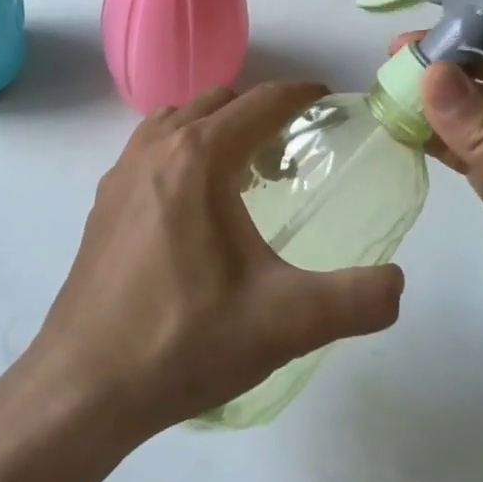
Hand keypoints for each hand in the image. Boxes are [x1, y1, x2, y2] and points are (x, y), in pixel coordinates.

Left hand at [31, 83, 404, 440]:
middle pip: (218, 101)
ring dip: (216, 127)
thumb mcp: (285, 323)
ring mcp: (121, 172)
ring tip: (244, 172)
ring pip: (178, 120)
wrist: (84, 387)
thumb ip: (356, 300)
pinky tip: (195, 206)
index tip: (327, 100)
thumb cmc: (184, 341)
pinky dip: (182, 149)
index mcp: (199, 158)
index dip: (299, 94)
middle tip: (291, 151)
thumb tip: (398, 284)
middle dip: (259, 112)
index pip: (260, 103)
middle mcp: (156, 149)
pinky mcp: (103, 202)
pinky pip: (151, 149)